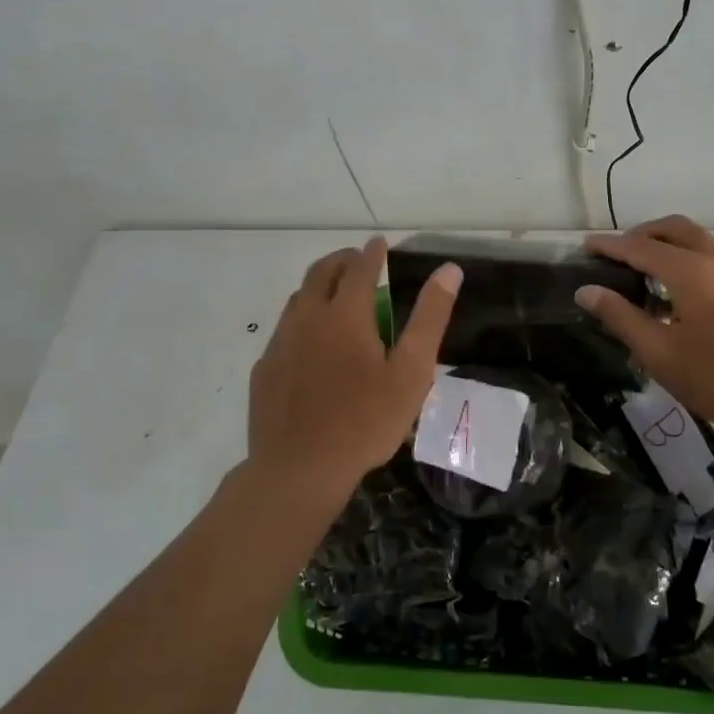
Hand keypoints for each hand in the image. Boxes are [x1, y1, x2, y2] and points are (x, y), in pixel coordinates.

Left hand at [247, 237, 460, 505]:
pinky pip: (284, 330)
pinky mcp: (265, 368)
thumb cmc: (365, 421)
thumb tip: (448, 270)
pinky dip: (302, 319)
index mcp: (345, 314)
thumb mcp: (411, 371)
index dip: (372, 252)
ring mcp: (280, 343)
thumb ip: (429, 317)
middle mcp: (307, 318)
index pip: (359, 268)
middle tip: (356, 260)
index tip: (379, 243)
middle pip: (320, 273)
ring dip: (318, 287)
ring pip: (298, 299)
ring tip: (335, 296)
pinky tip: (311, 343)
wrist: (299, 470)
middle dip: (340, 260)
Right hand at [575, 216, 713, 436]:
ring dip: (665, 245)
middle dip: (641, 235)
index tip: (585, 246)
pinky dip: (685, 257)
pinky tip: (675, 292)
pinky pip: (710, 255)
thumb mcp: (659, 352)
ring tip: (642, 272)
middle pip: (672, 229)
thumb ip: (620, 316)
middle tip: (616, 254)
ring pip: (695, 239)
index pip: (639, 247)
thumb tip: (587, 290)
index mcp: (689, 269)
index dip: (609, 246)